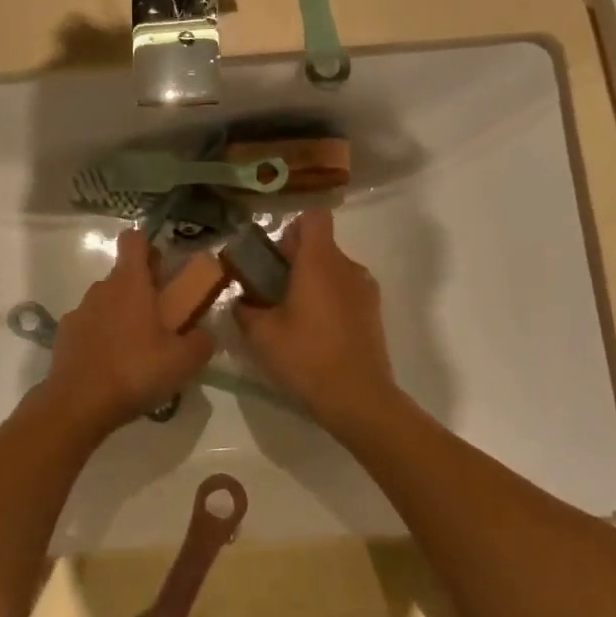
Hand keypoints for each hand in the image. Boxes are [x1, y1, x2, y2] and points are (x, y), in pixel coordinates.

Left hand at [41, 229, 216, 434]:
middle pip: (123, 274)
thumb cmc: (135, 371)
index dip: (149, 246)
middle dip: (142, 289)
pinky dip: (102, 336)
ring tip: (138, 349)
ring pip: (106, 301)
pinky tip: (112, 365)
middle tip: (162, 319)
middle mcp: (101, 289)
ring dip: (122, 314)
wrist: (78, 404)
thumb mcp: (183, 361)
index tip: (162, 267)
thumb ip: (201, 342)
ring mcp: (79, 311)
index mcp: (130, 283)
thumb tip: (205, 334)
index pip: (134, 240)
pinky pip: (90, 326)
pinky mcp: (64, 335)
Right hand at [235, 209, 400, 429]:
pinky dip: (328, 299)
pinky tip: (314, 332)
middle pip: (320, 244)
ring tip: (291, 315)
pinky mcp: (373, 312)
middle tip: (270, 291)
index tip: (274, 255)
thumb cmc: (306, 357)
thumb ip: (245, 308)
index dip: (291, 228)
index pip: (313, 217)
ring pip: (333, 269)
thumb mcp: (261, 334)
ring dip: (311, 280)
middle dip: (293, 259)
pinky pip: (345, 290)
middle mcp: (347, 267)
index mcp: (319, 262)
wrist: (359, 398)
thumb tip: (242, 300)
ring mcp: (365, 289)